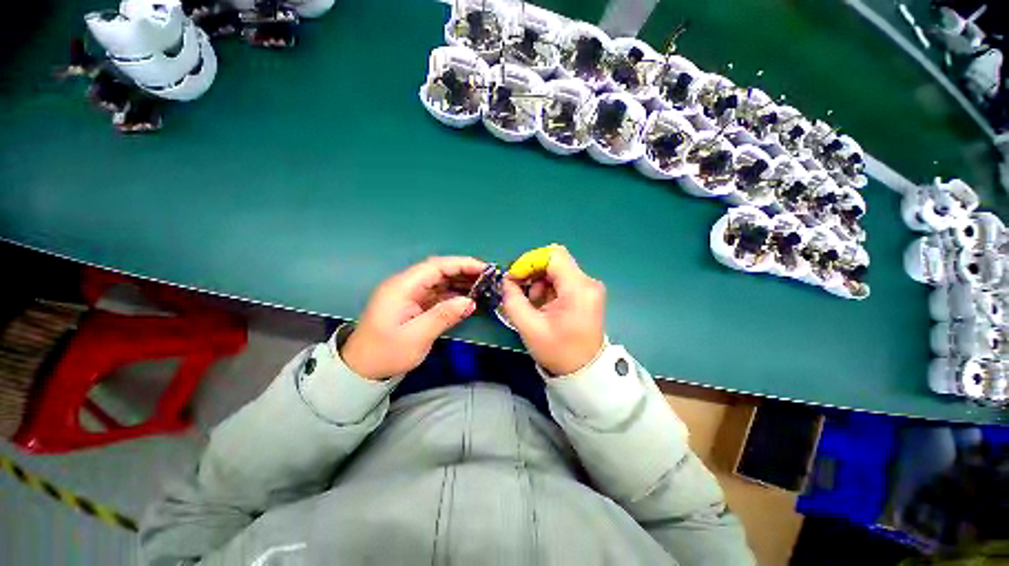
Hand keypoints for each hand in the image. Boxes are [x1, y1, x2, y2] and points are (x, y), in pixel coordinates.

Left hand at [340, 257, 484, 379]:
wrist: (362, 369)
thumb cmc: (386, 353)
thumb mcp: (416, 336)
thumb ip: (443, 316)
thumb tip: (470, 301)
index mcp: (403, 286)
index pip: (436, 266)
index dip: (461, 264)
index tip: (483, 269)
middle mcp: (407, 285)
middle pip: (439, 270)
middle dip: (464, 271)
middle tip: (488, 278)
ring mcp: (411, 294)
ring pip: (440, 281)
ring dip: (461, 282)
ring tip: (483, 286)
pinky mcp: (415, 303)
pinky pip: (438, 293)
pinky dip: (454, 294)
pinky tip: (468, 299)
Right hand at [500, 246, 605, 375]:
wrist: (584, 371)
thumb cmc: (558, 351)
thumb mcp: (529, 327)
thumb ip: (513, 300)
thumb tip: (506, 281)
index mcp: (578, 288)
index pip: (553, 255)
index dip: (530, 261)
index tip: (515, 278)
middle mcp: (587, 282)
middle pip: (555, 260)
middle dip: (533, 272)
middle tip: (521, 291)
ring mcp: (589, 287)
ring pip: (558, 269)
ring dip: (540, 281)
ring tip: (534, 303)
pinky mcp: (587, 293)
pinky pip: (563, 280)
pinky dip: (548, 287)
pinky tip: (544, 304)